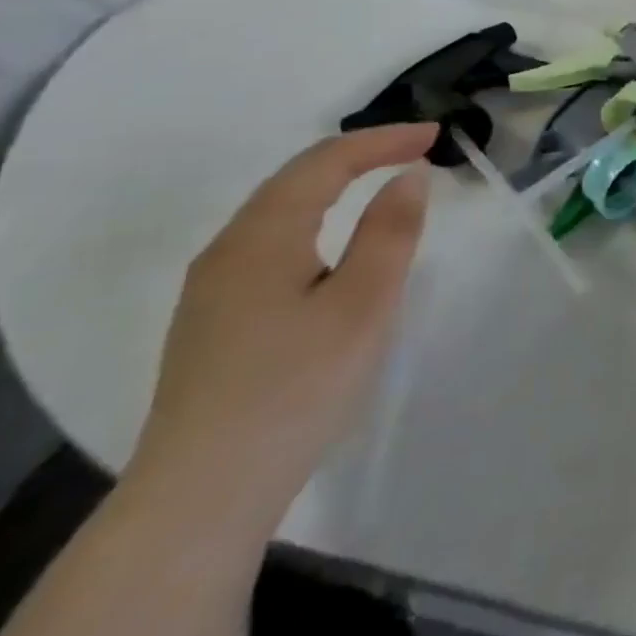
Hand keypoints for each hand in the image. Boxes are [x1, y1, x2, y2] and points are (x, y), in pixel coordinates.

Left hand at [122, 123, 438, 537]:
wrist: (200, 499)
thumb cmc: (295, 390)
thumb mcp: (363, 305)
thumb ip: (389, 232)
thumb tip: (407, 176)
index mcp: (261, 237)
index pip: (325, 162)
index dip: (382, 140)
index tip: (435, 136)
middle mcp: (226, 251)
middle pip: (294, 180)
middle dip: (358, 155)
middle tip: (414, 150)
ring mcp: (211, 291)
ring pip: (278, 212)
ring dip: (333, 186)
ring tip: (380, 182)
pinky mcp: (212, 323)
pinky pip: (269, 244)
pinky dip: (314, 220)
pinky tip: (331, 245)